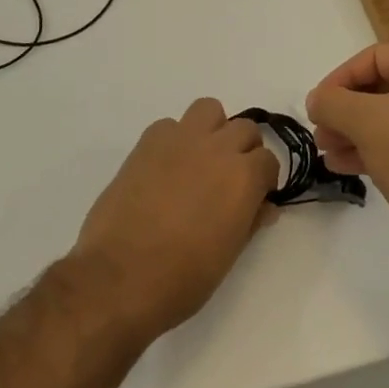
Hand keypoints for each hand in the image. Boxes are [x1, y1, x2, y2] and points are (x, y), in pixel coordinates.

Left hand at [71, 98, 278, 342]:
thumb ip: (250, 221)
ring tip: (201, 160)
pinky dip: (174, 139)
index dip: (263, 180)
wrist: (120, 275)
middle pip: (245, 128)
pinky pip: (170, 125)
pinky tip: (165, 168)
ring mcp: (181, 139)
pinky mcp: (148, 141)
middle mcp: (218, 147)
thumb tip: (265, 207)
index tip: (254, 198)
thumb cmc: (182, 277)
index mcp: (243, 177)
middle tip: (229, 179)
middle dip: (243, 151)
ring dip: (212, 129)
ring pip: (209, 109)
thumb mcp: (228, 255)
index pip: (269, 161)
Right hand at [307, 43, 388, 256]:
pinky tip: (338, 165)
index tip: (319, 102)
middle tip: (319, 128)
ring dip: (349, 130)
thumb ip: (332, 102)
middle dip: (343, 108)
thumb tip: (315, 100)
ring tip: (324, 148)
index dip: (342, 76)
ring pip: (383, 118)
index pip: (375, 56)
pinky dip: (366, 149)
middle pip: (377, 88)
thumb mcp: (364, 120)